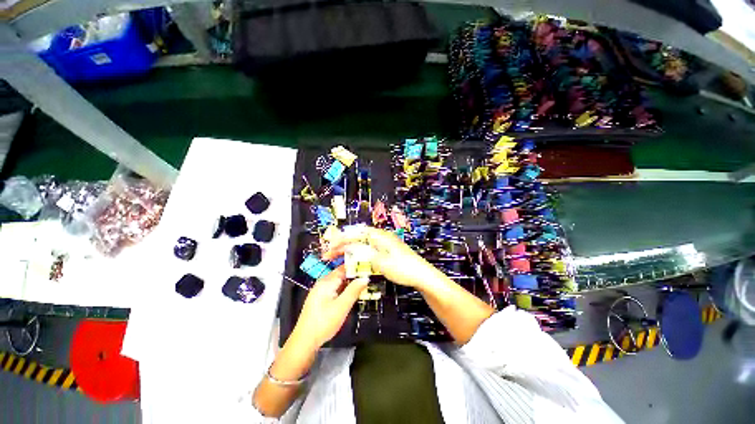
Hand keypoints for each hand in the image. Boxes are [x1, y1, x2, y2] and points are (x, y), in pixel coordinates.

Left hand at [290, 266, 367, 348]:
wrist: (304, 342)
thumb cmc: (324, 323)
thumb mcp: (342, 306)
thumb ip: (354, 290)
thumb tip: (365, 277)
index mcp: (327, 282)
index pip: (343, 268)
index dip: (356, 266)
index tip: (368, 267)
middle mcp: (322, 283)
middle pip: (341, 274)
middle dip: (354, 275)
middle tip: (368, 277)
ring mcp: (320, 291)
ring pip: (338, 282)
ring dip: (350, 283)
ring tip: (364, 284)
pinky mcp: (320, 299)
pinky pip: (335, 289)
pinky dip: (344, 290)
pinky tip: (351, 295)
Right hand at [322, 227, 443, 289]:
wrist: (422, 275)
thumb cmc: (402, 268)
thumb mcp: (381, 261)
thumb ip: (363, 253)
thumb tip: (347, 246)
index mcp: (379, 236)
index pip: (356, 234)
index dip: (341, 240)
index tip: (330, 248)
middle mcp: (381, 236)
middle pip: (358, 236)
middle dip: (343, 243)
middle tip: (331, 252)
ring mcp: (385, 243)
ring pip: (362, 242)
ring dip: (350, 247)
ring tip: (339, 254)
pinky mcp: (387, 250)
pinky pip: (369, 248)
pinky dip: (359, 252)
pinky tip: (355, 257)